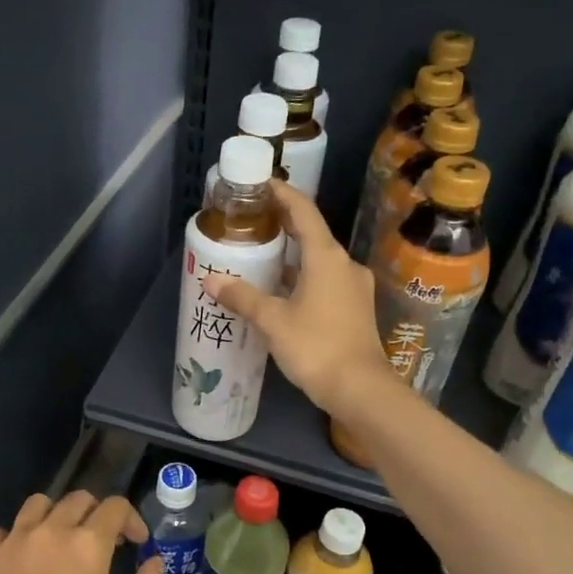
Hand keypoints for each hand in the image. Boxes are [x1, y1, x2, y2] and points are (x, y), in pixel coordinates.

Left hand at [0, 491, 163, 573]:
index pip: (115, 506)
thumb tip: (155, 561)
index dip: (131, 519)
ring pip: (37, 505)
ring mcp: (12, 540)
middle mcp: (50, 530)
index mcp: (88, 544)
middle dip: (95, 514)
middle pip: (78, 499)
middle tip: (98, 543)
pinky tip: (19, 562)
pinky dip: (14, 539)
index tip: (134, 542)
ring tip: (56, 543)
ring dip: (55, 516)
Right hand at [204, 180, 391, 415]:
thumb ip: (242, 297)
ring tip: (261, 255)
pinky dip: (302, 277)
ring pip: (319, 260)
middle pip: (312, 234)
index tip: (262, 183)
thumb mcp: (272, 321)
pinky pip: (325, 280)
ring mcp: (353, 287)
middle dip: (284, 224)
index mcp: (326, 257)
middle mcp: (344, 265)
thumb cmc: (316, 347)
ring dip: (293, 255)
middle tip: (253, 219)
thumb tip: (212, 280)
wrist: (361, 389)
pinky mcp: (355, 309)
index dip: (283, 194)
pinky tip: (282, 290)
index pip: (303, 212)